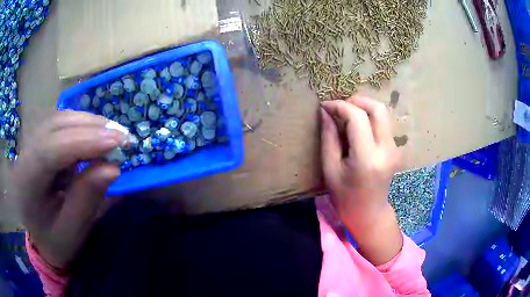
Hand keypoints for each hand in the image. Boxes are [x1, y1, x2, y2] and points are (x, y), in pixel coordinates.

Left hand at [8, 111, 124, 268]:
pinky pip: (60, 124)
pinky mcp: (38, 141)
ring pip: (58, 119)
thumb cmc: (55, 240)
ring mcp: (29, 144)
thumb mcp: (72, 230)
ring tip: (113, 133)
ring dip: (88, 122)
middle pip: (54, 126)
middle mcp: (23, 156)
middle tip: (122, 136)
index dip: (83, 142)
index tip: (117, 142)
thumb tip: (112, 167)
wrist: (40, 237)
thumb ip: (87, 199)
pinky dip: (81, 125)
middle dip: (90, 127)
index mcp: (26, 183)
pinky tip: (96, 133)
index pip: (50, 150)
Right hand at [321, 96, 402, 264]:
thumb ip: (329, 138)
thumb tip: (325, 112)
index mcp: (367, 158)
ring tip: (346, 115)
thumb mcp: (330, 169)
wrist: (369, 213)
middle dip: (356, 100)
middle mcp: (386, 149)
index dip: (340, 106)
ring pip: (383, 113)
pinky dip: (369, 117)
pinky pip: (383, 123)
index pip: (357, 117)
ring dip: (364, 108)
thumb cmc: (345, 197)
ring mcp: (394, 148)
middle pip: (377, 108)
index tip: (325, 106)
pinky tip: (357, 127)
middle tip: (339, 107)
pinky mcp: (395, 148)